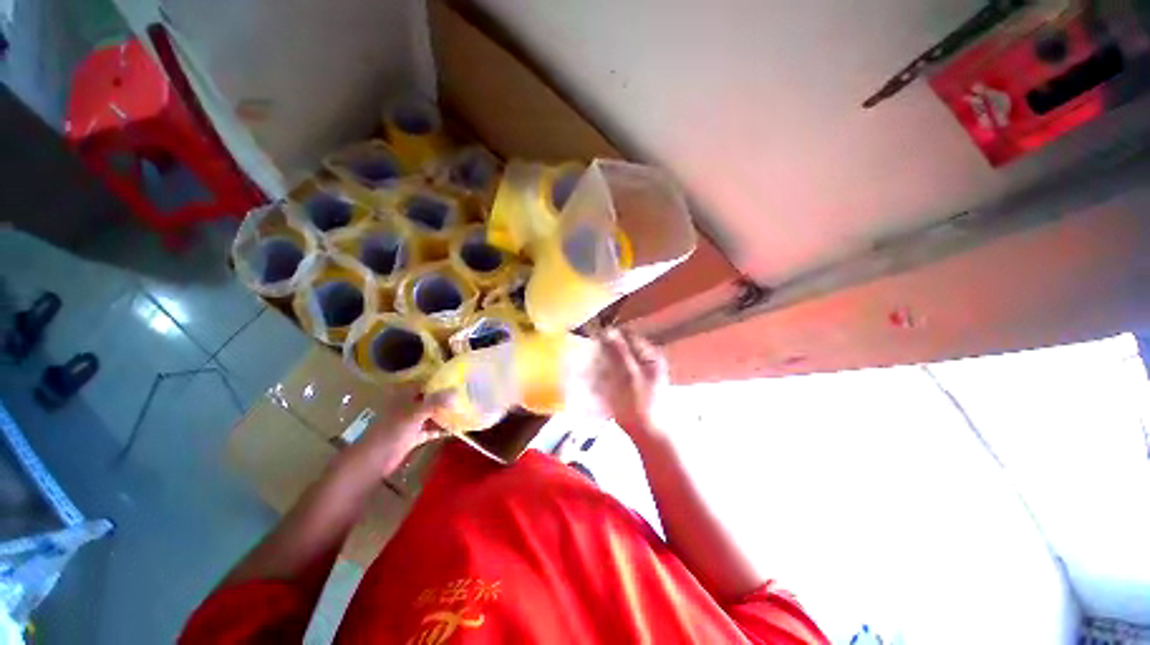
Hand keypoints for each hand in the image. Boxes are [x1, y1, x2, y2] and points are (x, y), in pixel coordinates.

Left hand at [340, 387, 452, 477]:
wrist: (374, 459)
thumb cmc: (393, 431)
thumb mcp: (416, 413)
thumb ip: (436, 401)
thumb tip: (457, 390)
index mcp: (405, 396)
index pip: (424, 383)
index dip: (439, 381)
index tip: (457, 379)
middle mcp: (408, 407)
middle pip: (429, 399)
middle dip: (445, 397)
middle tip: (465, 394)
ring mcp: (410, 422)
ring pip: (430, 414)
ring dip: (444, 413)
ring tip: (463, 409)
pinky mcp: (412, 437)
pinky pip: (429, 430)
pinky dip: (440, 429)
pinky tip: (454, 428)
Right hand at [593, 328, 670, 442]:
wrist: (649, 435)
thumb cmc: (639, 404)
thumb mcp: (627, 375)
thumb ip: (618, 352)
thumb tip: (607, 330)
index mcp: (651, 356)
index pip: (629, 335)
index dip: (611, 335)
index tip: (593, 339)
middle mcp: (650, 362)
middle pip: (625, 348)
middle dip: (608, 349)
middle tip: (591, 353)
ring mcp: (644, 375)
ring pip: (622, 360)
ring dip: (608, 361)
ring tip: (593, 366)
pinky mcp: (637, 386)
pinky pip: (622, 372)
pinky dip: (612, 373)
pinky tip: (601, 379)